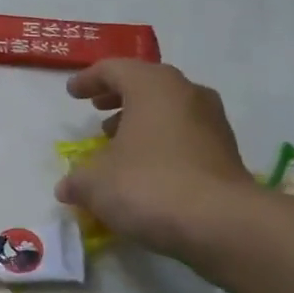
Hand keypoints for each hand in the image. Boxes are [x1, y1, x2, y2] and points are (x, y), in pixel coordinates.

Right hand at [56, 61, 254, 258]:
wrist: (221, 223)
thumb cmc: (149, 186)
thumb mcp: (96, 184)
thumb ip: (77, 179)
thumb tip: (67, 187)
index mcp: (153, 86)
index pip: (114, 69)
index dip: (89, 79)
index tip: (72, 93)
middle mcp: (187, 94)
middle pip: (146, 84)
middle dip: (118, 97)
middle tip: (97, 109)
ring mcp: (212, 122)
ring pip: (169, 110)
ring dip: (141, 121)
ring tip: (118, 142)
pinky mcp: (226, 152)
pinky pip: (185, 136)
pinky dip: (161, 143)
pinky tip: (145, 169)